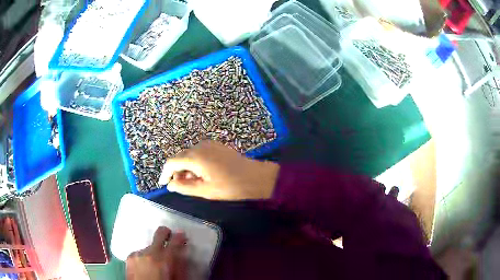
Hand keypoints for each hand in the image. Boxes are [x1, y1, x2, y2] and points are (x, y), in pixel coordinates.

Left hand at [126, 227, 186, 279]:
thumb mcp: (176, 278)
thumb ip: (180, 265)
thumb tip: (182, 253)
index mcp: (163, 260)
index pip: (175, 241)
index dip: (180, 236)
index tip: (182, 235)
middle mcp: (149, 253)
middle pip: (159, 234)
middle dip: (166, 233)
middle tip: (170, 236)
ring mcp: (137, 254)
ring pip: (150, 245)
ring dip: (155, 251)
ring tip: (156, 263)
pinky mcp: (129, 257)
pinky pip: (140, 252)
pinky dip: (145, 256)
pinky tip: (147, 266)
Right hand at [158, 140, 279, 199]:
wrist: (256, 177)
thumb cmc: (230, 186)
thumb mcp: (205, 190)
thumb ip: (184, 187)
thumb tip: (170, 185)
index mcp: (195, 157)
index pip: (172, 162)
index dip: (165, 173)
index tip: (163, 183)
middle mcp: (200, 146)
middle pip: (180, 157)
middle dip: (176, 171)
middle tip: (179, 186)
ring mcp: (209, 144)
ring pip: (189, 155)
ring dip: (186, 168)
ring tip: (192, 182)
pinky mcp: (216, 146)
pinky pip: (199, 153)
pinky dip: (195, 163)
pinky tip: (201, 174)